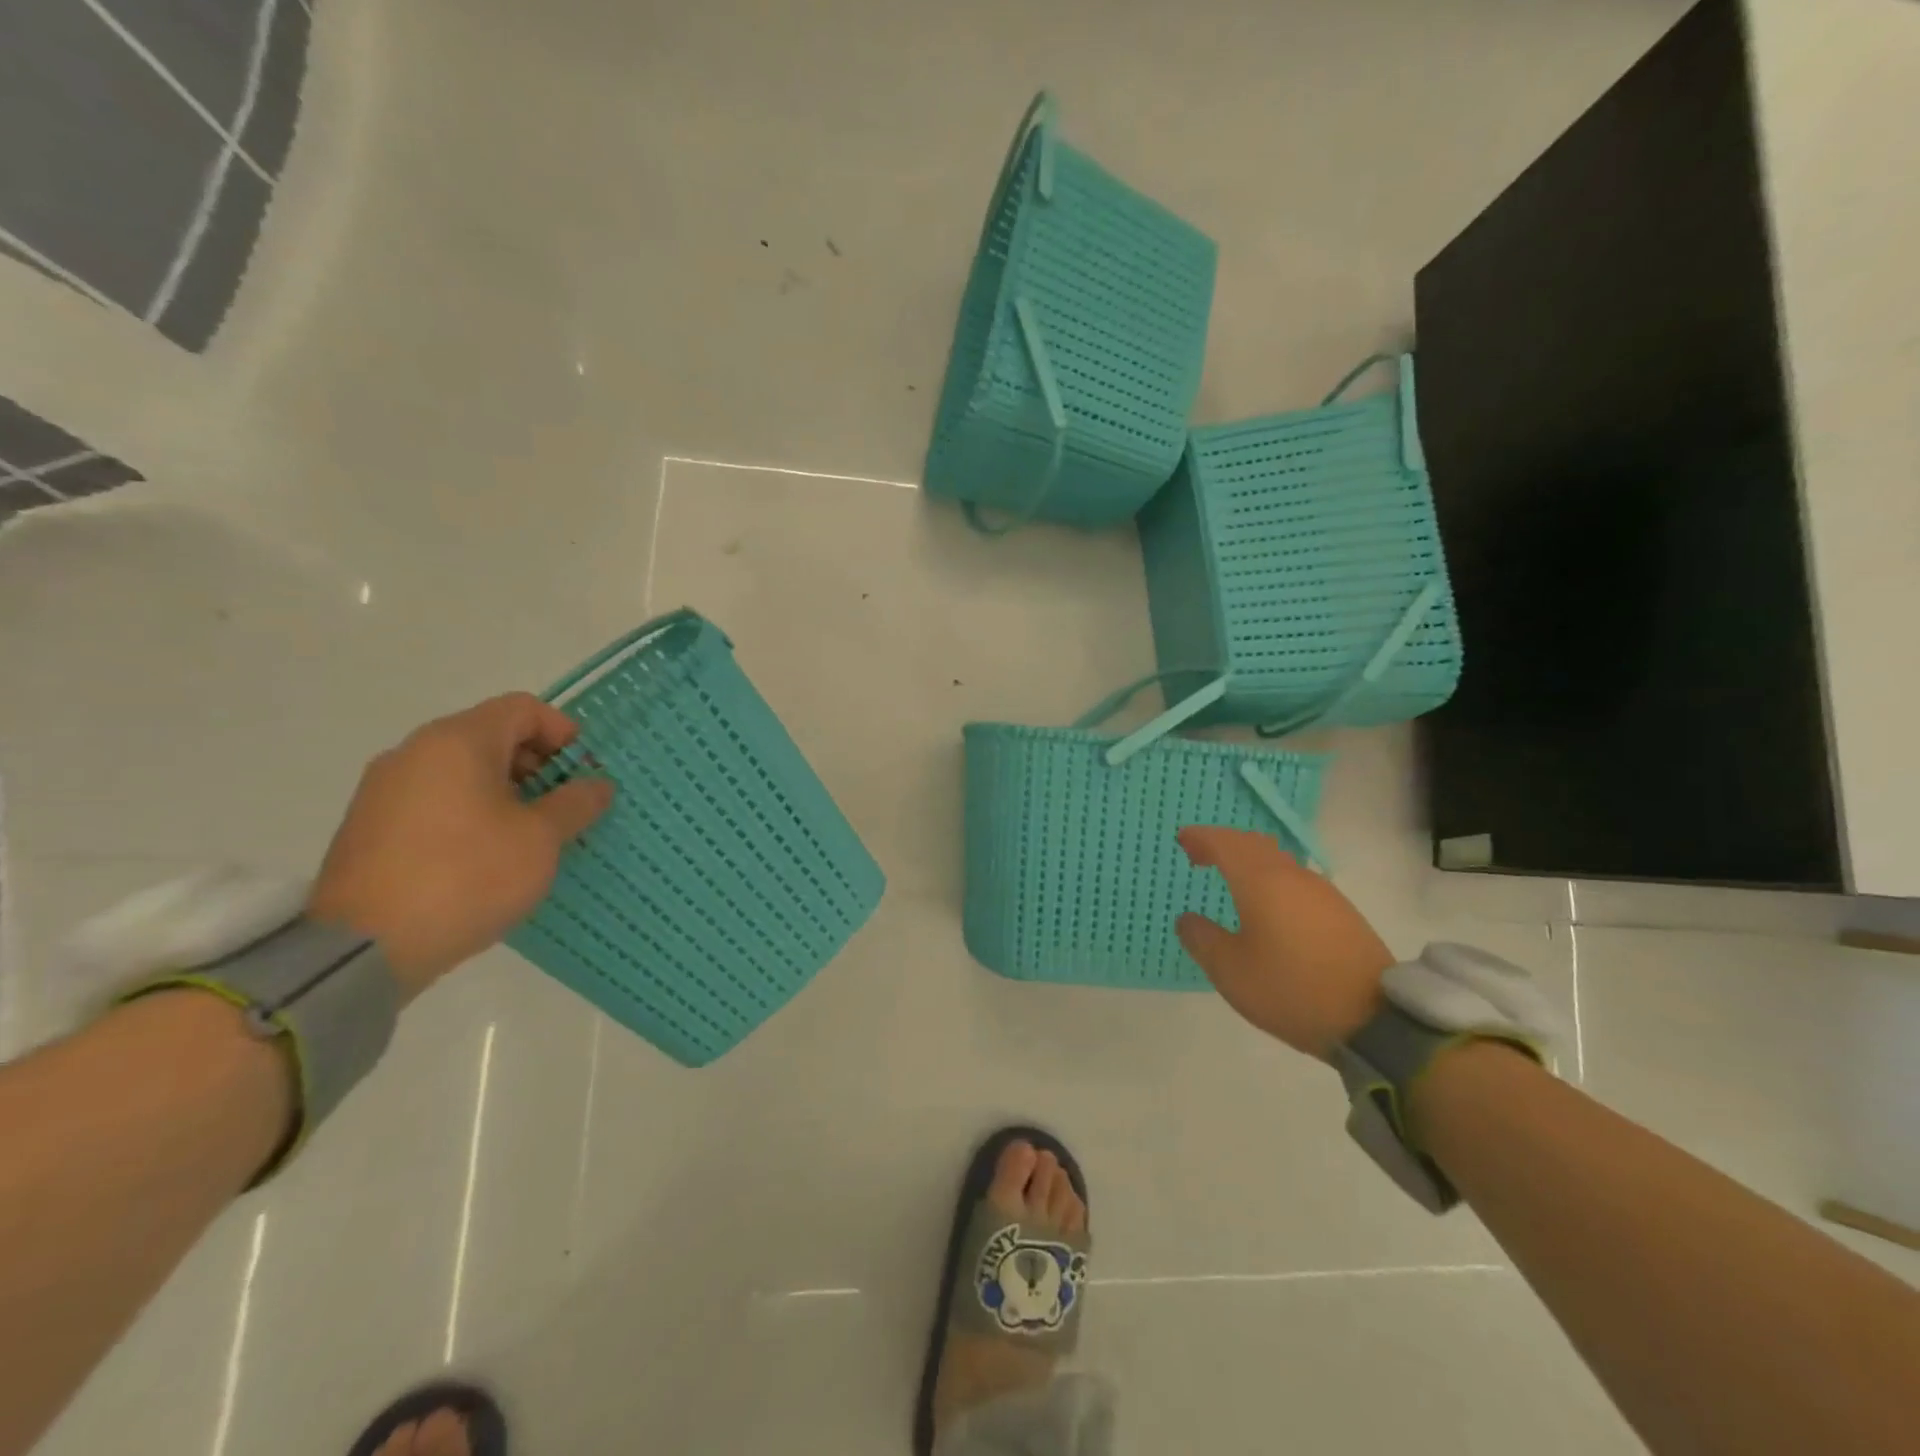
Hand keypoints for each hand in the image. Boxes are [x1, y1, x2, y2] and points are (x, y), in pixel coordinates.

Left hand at [308, 693, 613, 999]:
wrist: (363, 948)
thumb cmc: (467, 875)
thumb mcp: (541, 839)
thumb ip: (576, 803)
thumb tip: (597, 784)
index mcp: (458, 741)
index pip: (523, 709)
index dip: (563, 732)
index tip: (584, 772)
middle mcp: (415, 752)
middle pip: (491, 736)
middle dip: (538, 765)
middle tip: (565, 806)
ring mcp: (385, 789)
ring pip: (463, 771)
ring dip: (507, 791)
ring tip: (531, 835)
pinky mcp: (370, 827)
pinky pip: (436, 800)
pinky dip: (472, 812)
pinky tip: (488, 855)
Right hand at [1175, 827, 1394, 1060]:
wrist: (1375, 1020)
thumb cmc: (1291, 989)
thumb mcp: (1230, 971)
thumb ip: (1202, 939)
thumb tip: (1187, 919)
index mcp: (1260, 881)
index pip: (1225, 843)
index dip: (1201, 838)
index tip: (1182, 840)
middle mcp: (1292, 876)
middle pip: (1254, 844)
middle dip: (1224, 844)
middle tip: (1201, 857)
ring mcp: (1322, 892)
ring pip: (1279, 860)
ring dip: (1250, 861)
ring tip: (1232, 880)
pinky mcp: (1342, 912)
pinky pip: (1296, 879)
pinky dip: (1272, 878)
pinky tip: (1269, 905)